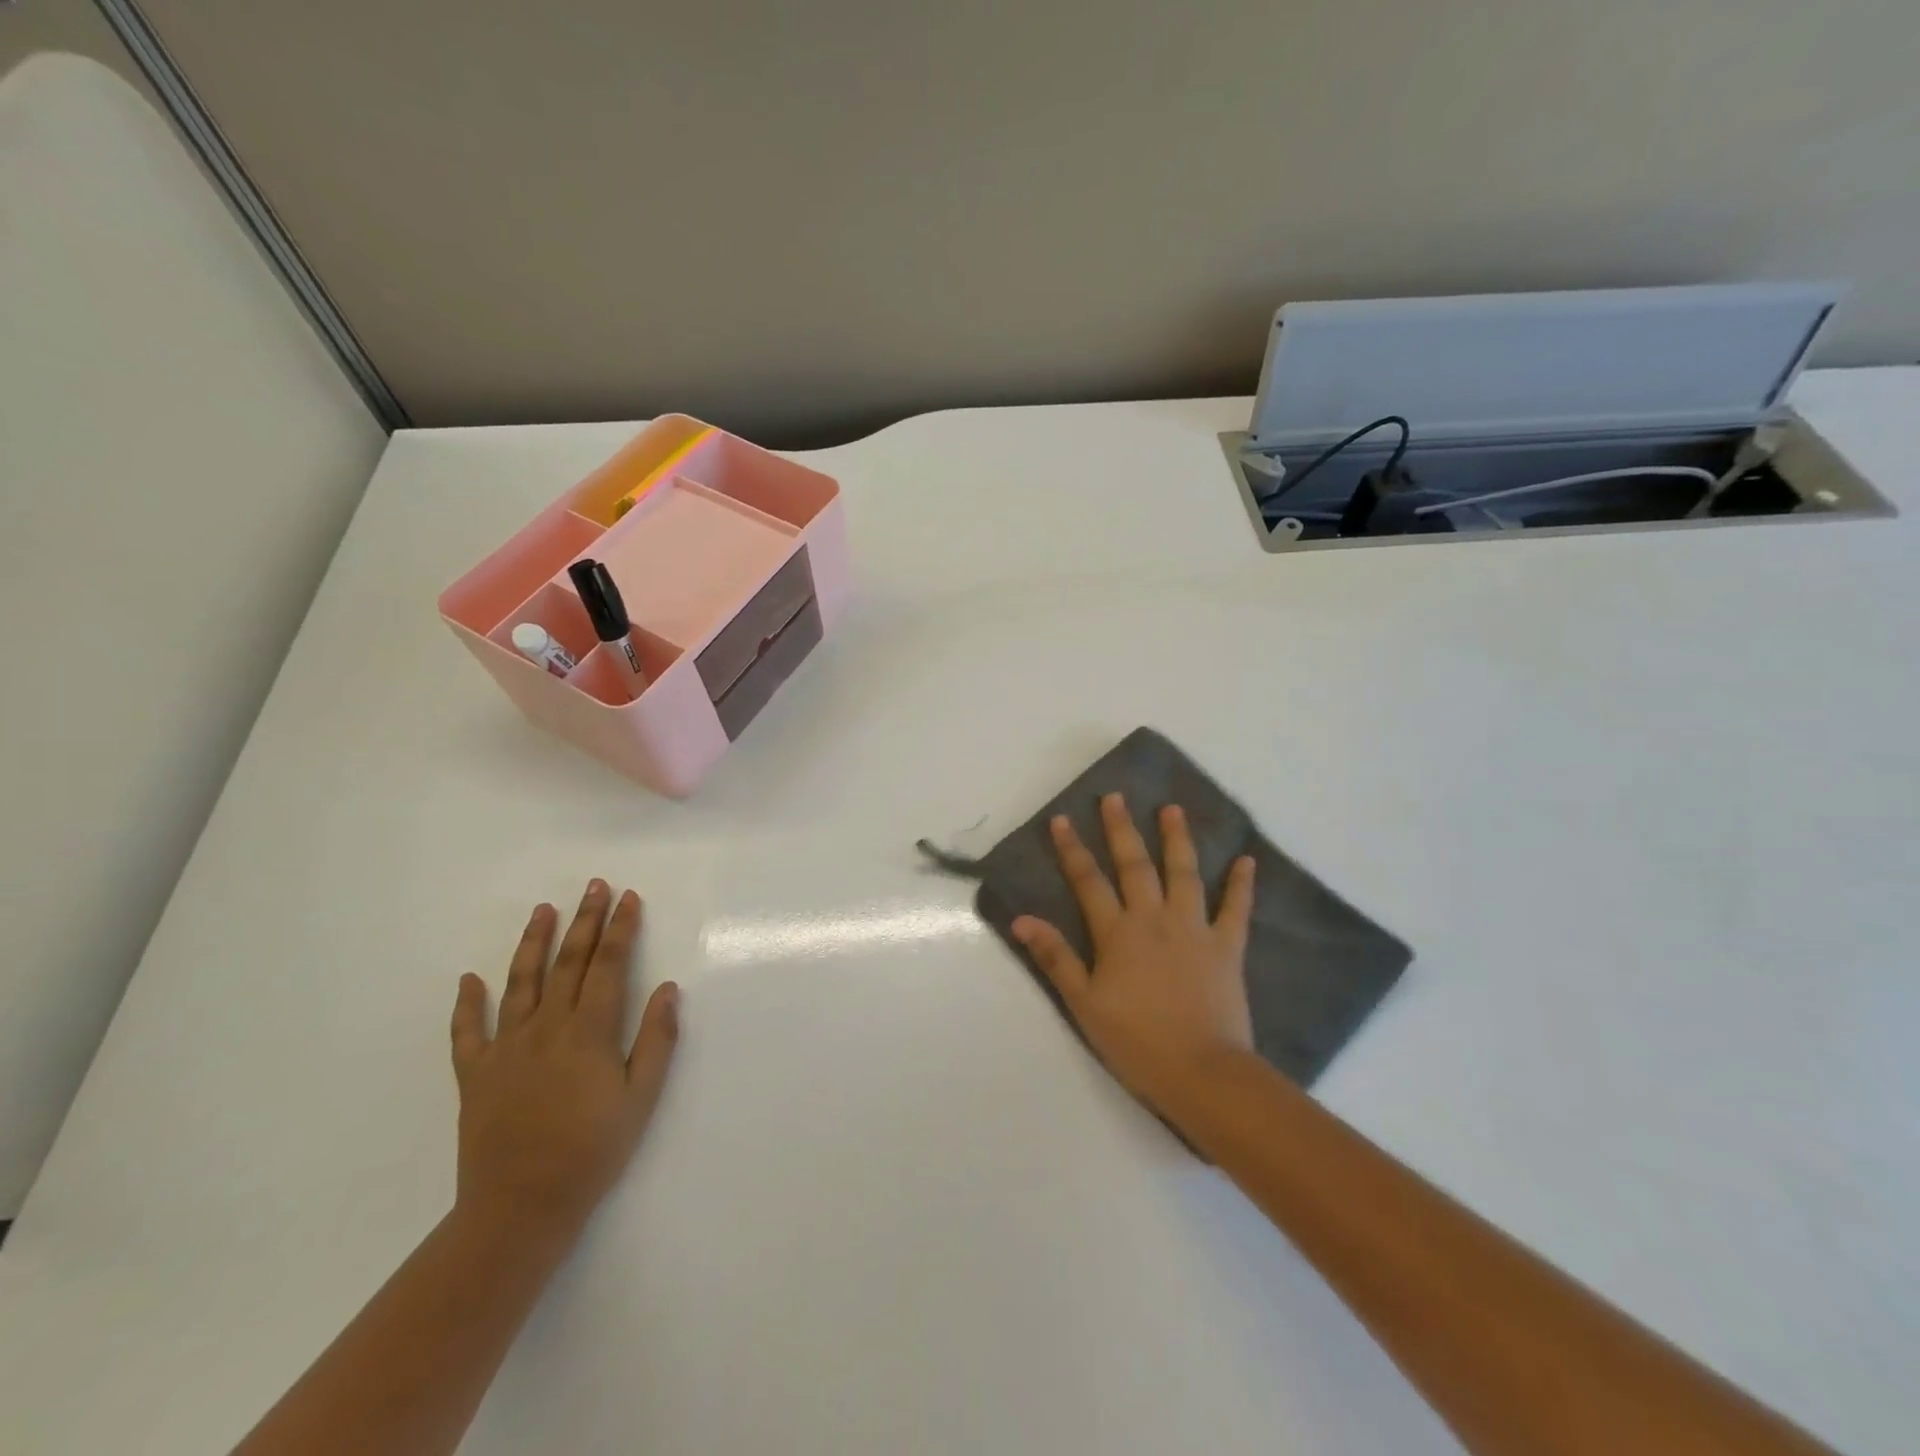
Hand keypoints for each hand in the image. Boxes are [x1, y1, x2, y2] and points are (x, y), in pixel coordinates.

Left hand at [449, 880, 678, 1246]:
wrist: (520, 1207)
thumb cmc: (592, 1151)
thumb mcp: (641, 1098)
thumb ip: (657, 1040)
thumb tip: (668, 989)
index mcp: (590, 1031)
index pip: (610, 965)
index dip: (621, 928)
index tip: (629, 898)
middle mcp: (548, 1027)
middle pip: (569, 962)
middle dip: (585, 920)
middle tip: (593, 886)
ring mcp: (507, 1048)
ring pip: (520, 982)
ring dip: (533, 943)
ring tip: (543, 911)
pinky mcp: (476, 1074)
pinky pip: (468, 1032)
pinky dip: (467, 1004)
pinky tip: (469, 980)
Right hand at [1012, 794, 1256, 1118]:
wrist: (1201, 1072)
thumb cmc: (1136, 1041)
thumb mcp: (1084, 1003)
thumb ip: (1055, 958)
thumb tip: (1022, 919)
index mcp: (1118, 933)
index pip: (1088, 881)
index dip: (1073, 850)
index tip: (1062, 820)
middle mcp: (1154, 919)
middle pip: (1135, 865)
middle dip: (1121, 829)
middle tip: (1115, 797)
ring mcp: (1194, 929)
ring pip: (1184, 874)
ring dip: (1177, 839)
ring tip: (1172, 809)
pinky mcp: (1227, 947)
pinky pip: (1236, 909)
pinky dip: (1241, 885)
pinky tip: (1247, 860)